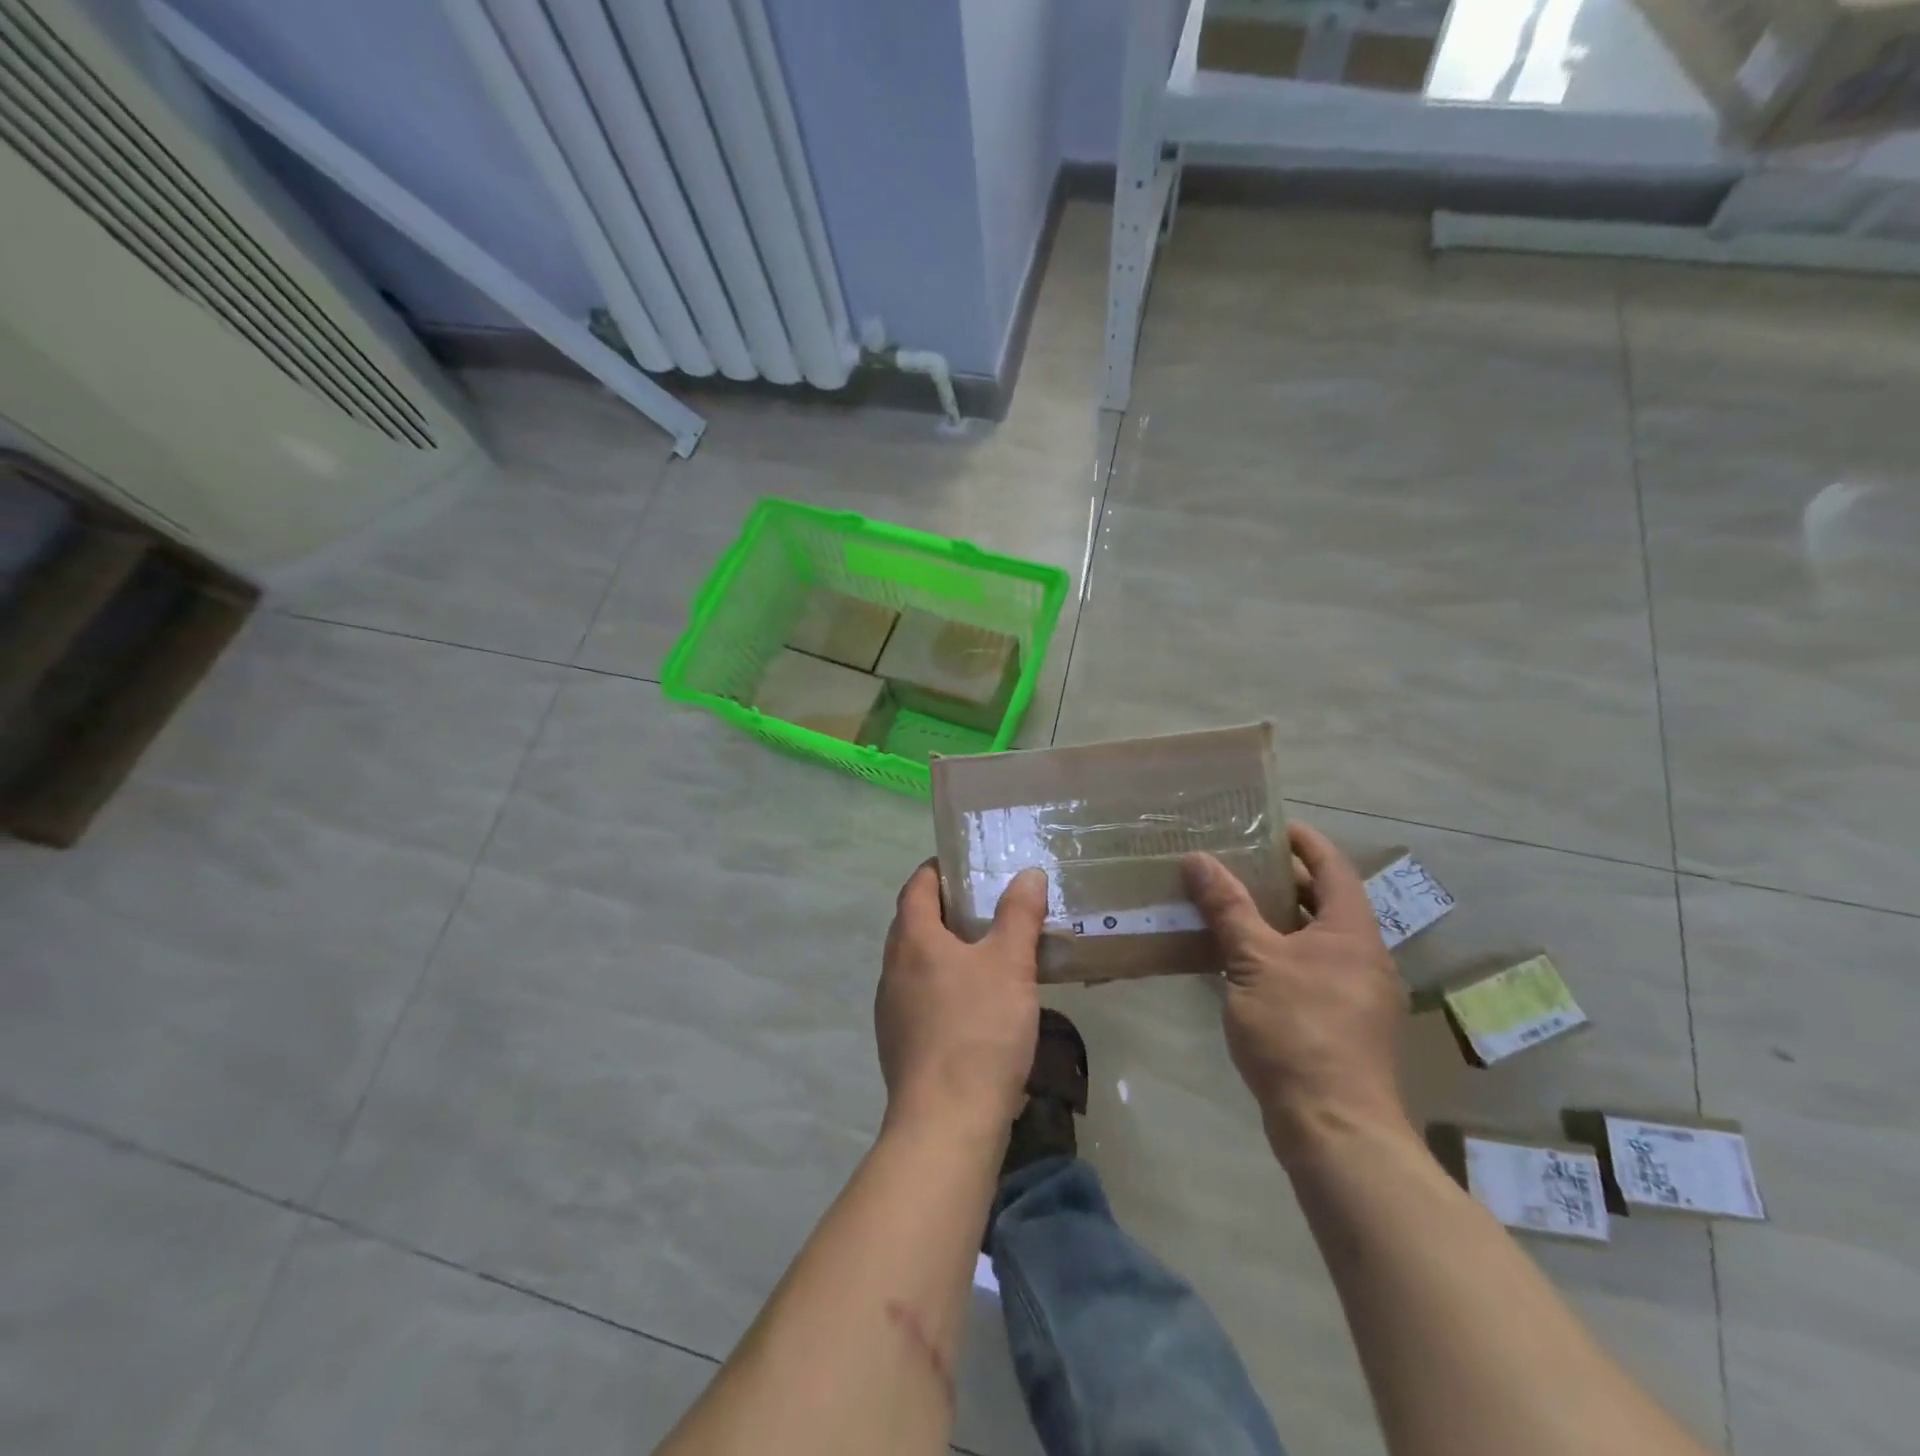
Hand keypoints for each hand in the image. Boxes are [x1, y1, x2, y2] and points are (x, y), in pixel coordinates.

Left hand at [876, 861, 1046, 1137]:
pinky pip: (921, 997)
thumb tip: (1028, 874)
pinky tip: (977, 1004)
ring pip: (917, 963)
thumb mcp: (1010, 964)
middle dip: (945, 910)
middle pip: (913, 924)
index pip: (917, 886)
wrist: (947, 1122)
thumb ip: (1019, 914)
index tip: (965, 865)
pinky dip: (944, 986)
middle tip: (986, 905)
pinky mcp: (900, 1044)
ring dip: (945, 951)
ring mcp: (892, 1009)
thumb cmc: (978, 1030)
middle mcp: (893, 969)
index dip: (937, 870)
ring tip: (987, 952)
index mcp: (912, 940)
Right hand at [1183, 823, 1408, 1161]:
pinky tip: (1240, 962)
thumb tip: (1198, 859)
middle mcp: (1363, 956)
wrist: (1336, 1129)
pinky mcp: (1343, 1025)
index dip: (1303, 840)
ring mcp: (1356, 993)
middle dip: (1281, 879)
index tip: (1268, 824)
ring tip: (1229, 905)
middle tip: (1235, 862)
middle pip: (1324, 901)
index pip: (1332, 866)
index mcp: (1351, 932)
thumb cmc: (1299, 1031)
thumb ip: (1227, 908)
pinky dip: (1279, 954)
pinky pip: (1309, 970)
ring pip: (1315, 939)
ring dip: (1276, 919)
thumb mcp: (1253, 961)